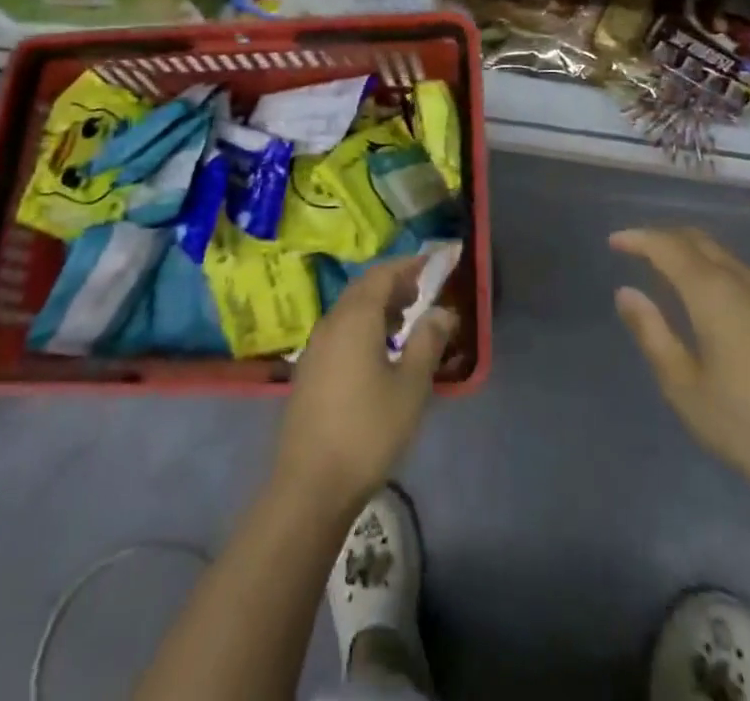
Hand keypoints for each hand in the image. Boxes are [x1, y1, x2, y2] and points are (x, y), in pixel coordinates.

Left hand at [273, 255, 456, 510]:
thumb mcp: (410, 386)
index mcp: (355, 317)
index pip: (382, 274)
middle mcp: (331, 322)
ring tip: (403, 323)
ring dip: (376, 307)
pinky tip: (377, 353)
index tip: (431, 265)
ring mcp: (315, 347)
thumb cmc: (368, 430)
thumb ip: (428, 341)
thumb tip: (442, 311)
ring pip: (349, 310)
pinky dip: (362, 327)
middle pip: (363, 289)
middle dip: (392, 284)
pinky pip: (339, 331)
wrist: (310, 484)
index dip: (407, 266)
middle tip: (420, 293)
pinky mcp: (308, 371)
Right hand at [611, 227, 749, 513]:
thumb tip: (626, 293)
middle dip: (664, 237)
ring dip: (691, 252)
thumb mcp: (685, 388)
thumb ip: (652, 334)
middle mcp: (743, 281)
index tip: (614, 243)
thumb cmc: (749, 426)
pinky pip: (743, 274)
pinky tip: (711, 300)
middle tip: (636, 250)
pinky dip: (715, 270)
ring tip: (667, 272)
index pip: (667, 246)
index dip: (638, 239)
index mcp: (712, 293)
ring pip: (724, 255)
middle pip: (698, 240)